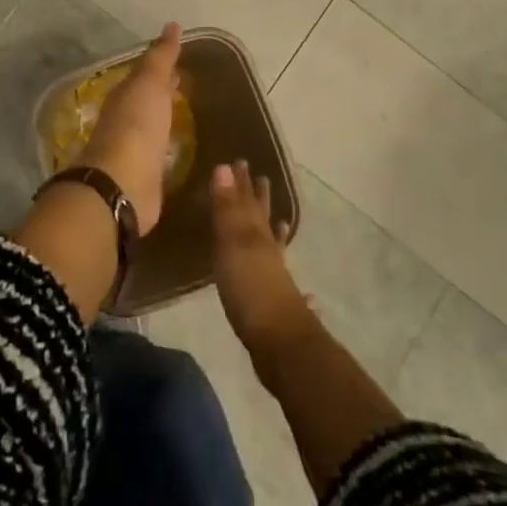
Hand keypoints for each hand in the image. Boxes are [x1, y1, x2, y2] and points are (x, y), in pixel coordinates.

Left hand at [81, 23, 181, 234]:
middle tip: (185, 84)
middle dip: (162, 92)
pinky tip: (179, 151)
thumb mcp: (149, 83)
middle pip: (146, 101)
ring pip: (151, 128)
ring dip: (165, 120)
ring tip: (187, 116)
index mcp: (125, 96)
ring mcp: (133, 151)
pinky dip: (167, 148)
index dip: (161, 67)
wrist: (123, 183)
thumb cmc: (136, 126)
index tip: (180, 61)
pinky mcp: (144, 178)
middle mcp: (125, 121)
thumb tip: (172, 25)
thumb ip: (160, 57)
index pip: (144, 76)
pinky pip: (158, 156)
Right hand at [210, 161, 314, 367]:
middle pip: (262, 218)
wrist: (279, 345)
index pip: (247, 200)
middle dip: (258, 199)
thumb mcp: (234, 244)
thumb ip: (228, 208)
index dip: (242, 182)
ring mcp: (274, 275)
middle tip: (259, 177)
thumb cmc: (251, 289)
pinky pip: (274, 271)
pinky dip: (277, 264)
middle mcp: (268, 249)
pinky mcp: (273, 301)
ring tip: (277, 218)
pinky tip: (282, 269)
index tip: (239, 161)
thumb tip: (224, 166)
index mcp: (256, 234)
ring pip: (271, 243)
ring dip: (270, 228)